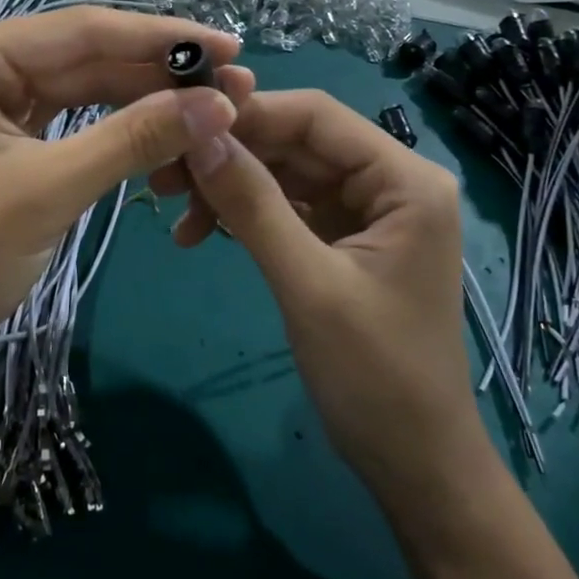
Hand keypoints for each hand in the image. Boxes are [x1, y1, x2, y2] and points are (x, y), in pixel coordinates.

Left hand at [0, 7, 253, 405]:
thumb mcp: (47, 191)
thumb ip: (133, 139)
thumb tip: (218, 104)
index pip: (81, 31)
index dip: (161, 38)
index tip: (231, 48)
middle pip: (84, 55)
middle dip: (158, 71)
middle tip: (235, 82)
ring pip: (81, 87)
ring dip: (144, 96)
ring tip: (212, 103)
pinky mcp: (1, 139)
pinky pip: (70, 120)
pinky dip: (116, 126)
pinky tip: (164, 125)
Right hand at [157, 90, 481, 499]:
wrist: (414, 465)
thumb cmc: (375, 376)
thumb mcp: (307, 284)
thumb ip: (253, 204)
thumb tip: (198, 135)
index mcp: (405, 179)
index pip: (317, 116)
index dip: (248, 113)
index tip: (182, 126)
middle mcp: (390, 182)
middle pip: (297, 143)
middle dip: (231, 155)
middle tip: (163, 176)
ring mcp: (367, 212)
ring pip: (286, 174)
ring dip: (231, 187)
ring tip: (174, 212)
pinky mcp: (345, 240)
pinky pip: (288, 207)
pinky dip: (245, 215)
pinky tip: (202, 233)